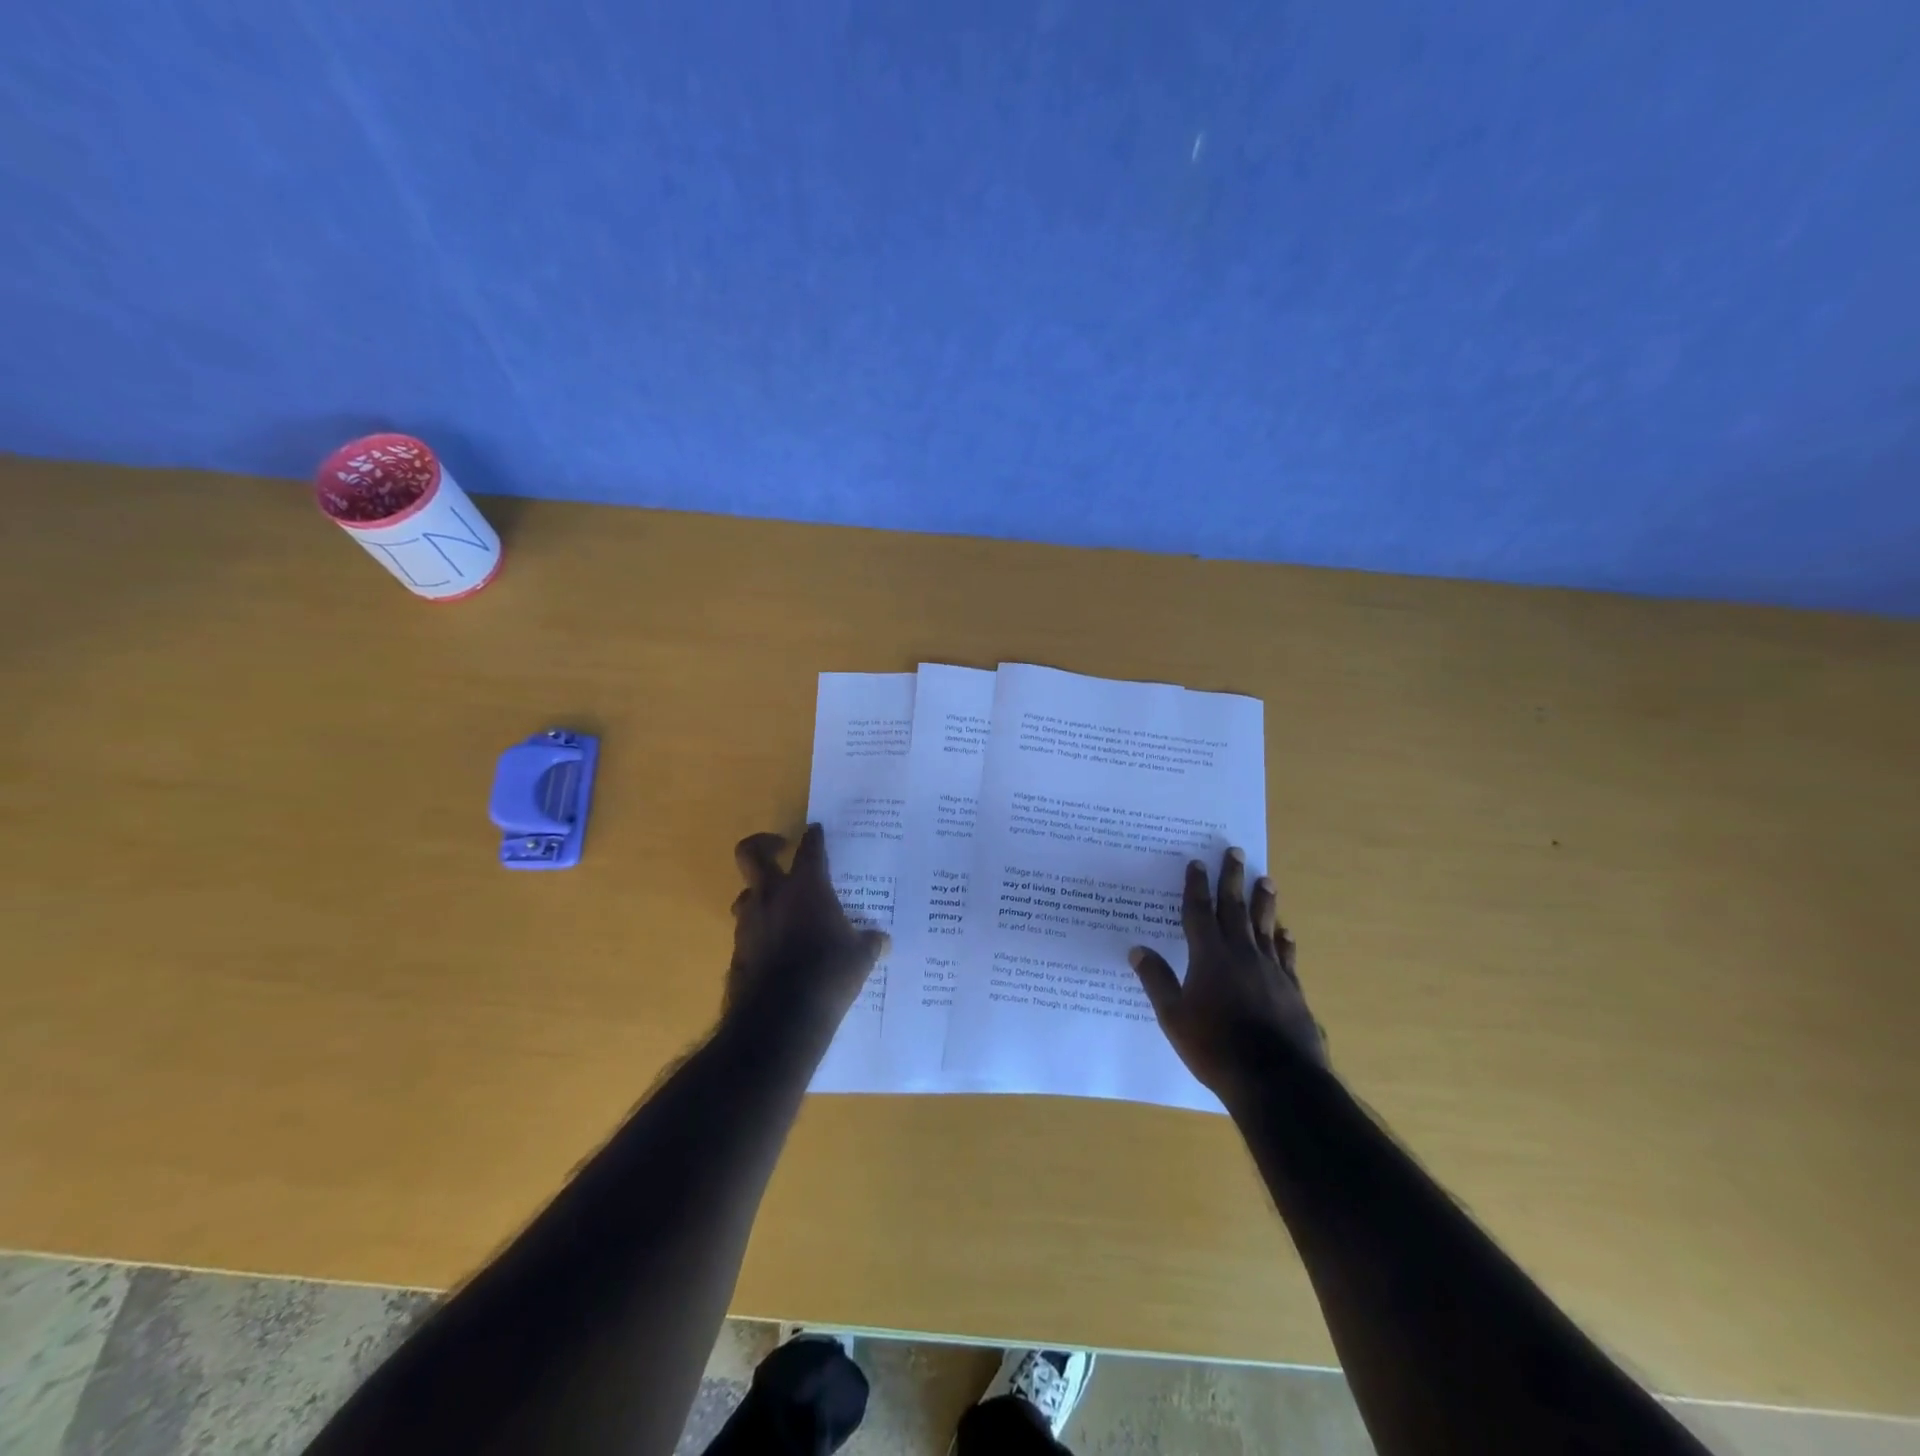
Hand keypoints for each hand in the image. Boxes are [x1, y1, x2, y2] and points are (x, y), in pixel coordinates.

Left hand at [728, 825, 888, 1029]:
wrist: (780, 1017)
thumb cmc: (828, 974)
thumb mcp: (860, 958)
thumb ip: (869, 942)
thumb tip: (881, 940)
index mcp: (806, 887)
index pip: (810, 849)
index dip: (814, 838)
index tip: (816, 831)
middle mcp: (772, 895)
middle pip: (752, 853)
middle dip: (763, 843)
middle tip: (779, 847)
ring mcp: (750, 922)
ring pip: (746, 894)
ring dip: (760, 894)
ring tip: (779, 905)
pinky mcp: (738, 950)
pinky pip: (747, 929)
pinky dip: (760, 930)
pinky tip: (777, 946)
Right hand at [1128, 848, 1326, 1096]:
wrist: (1276, 1080)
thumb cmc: (1215, 1047)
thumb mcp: (1174, 1017)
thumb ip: (1157, 981)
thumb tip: (1137, 949)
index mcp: (1209, 956)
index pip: (1199, 912)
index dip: (1196, 886)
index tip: (1197, 862)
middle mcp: (1241, 954)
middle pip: (1235, 908)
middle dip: (1232, 878)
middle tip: (1236, 851)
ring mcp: (1270, 970)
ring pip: (1265, 926)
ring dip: (1264, 901)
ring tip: (1266, 879)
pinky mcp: (1291, 990)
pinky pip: (1286, 957)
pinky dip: (1284, 941)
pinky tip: (1286, 932)